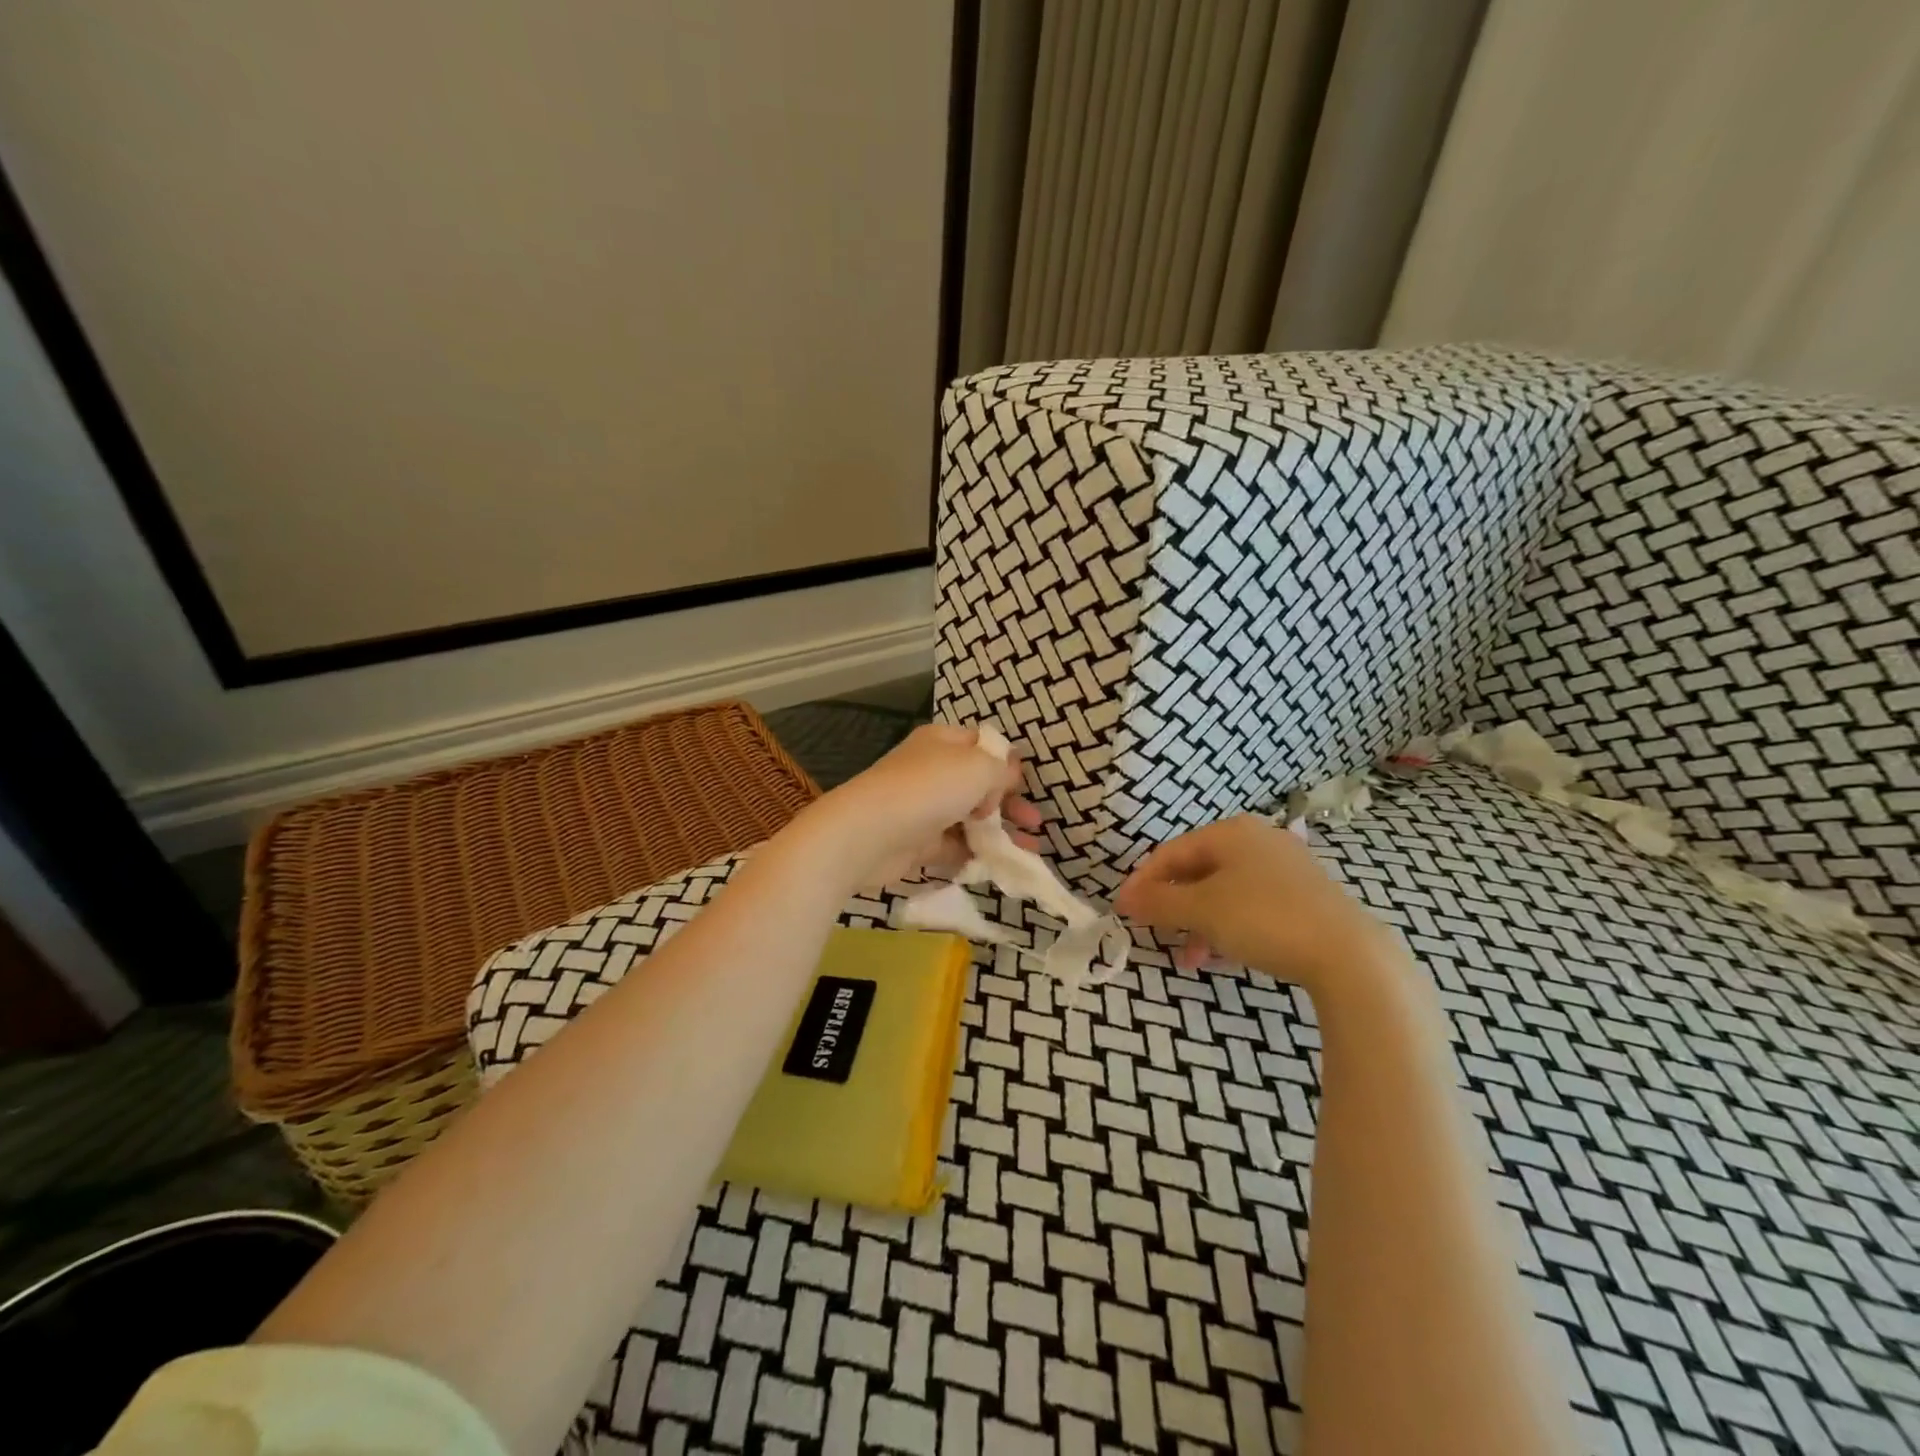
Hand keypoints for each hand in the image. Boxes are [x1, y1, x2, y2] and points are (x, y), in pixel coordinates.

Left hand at [798, 724, 1043, 886]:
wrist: (869, 833)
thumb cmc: (928, 788)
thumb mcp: (978, 767)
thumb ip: (1001, 770)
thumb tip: (1007, 776)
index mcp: (943, 742)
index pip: (982, 745)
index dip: (1006, 763)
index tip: (1026, 784)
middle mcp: (932, 770)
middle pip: (979, 784)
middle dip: (1010, 802)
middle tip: (1034, 822)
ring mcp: (924, 807)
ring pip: (970, 818)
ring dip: (1000, 832)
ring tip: (1030, 850)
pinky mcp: (918, 842)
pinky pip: (955, 845)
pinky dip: (976, 853)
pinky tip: (1000, 864)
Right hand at [1113, 816, 1403, 994]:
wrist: (1348, 954)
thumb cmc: (1264, 919)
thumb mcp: (1201, 911)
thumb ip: (1159, 902)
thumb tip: (1124, 899)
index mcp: (1230, 832)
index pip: (1171, 852)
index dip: (1143, 882)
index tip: (1124, 912)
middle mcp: (1258, 839)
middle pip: (1198, 871)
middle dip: (1174, 907)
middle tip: (1158, 936)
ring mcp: (1286, 867)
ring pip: (1225, 892)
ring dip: (1200, 924)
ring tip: (1192, 959)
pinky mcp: (1306, 896)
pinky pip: (1252, 905)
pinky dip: (1230, 927)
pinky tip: (1226, 956)